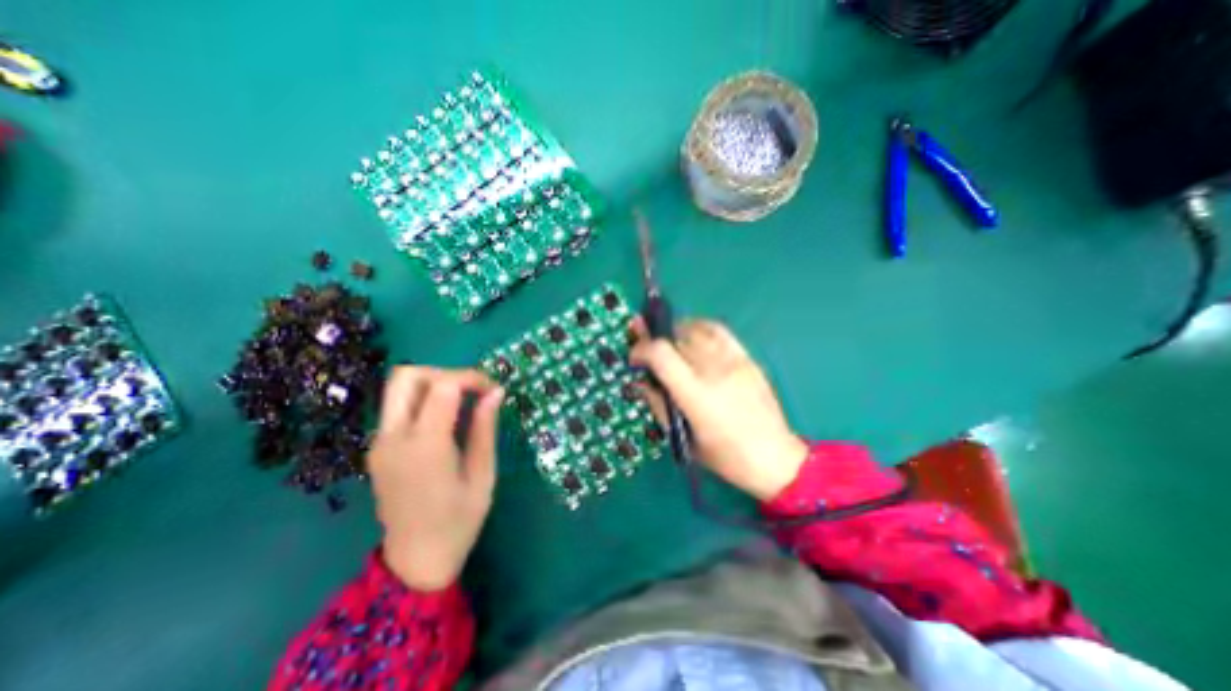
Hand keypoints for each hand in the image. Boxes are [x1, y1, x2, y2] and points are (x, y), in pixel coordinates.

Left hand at [368, 367, 500, 587]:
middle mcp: (394, 438)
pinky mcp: (377, 448)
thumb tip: (496, 392)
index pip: (442, 385)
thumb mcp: (483, 473)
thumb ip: (485, 428)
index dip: (471, 377)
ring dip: (433, 383)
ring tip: (462, 402)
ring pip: (399, 388)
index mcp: (425, 446)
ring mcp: (379, 443)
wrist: (416, 561)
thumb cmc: (459, 520)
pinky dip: (424, 400)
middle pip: (407, 375)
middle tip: (471, 390)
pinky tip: (446, 420)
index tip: (493, 390)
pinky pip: (398, 407)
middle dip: (444, 372)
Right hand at [635, 319, 808, 501]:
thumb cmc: (725, 457)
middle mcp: (715, 371)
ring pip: (696, 329)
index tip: (635, 358)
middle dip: (656, 342)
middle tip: (650, 354)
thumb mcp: (682, 438)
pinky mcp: (747, 358)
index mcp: (696, 395)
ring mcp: (734, 361)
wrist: (775, 457)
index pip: (661, 353)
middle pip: (676, 338)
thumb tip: (642, 379)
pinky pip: (719, 330)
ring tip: (670, 346)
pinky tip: (694, 338)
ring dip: (676, 334)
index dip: (641, 349)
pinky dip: (699, 328)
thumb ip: (658, 404)